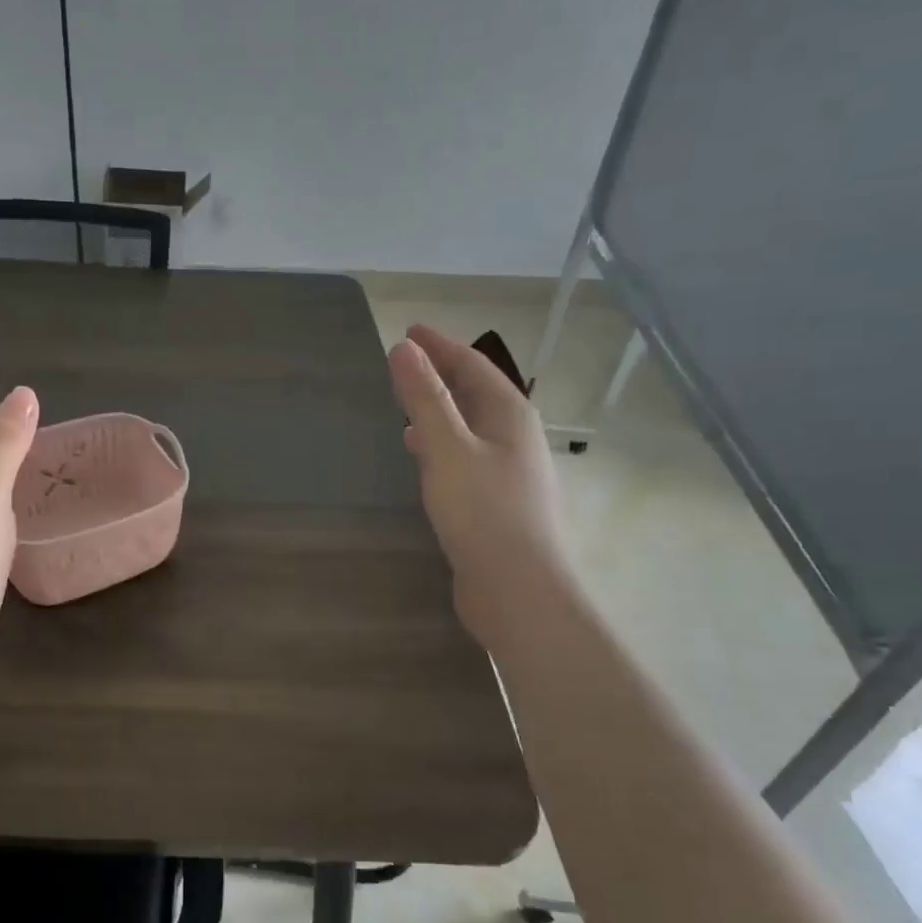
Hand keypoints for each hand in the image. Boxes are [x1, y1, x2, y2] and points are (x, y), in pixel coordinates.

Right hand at [388, 324, 567, 643]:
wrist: (518, 591)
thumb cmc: (483, 513)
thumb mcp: (447, 449)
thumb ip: (425, 398)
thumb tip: (403, 348)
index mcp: (509, 415)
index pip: (472, 364)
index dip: (439, 345)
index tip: (408, 331)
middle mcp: (514, 436)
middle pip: (475, 391)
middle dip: (441, 372)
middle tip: (404, 361)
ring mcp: (509, 470)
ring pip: (470, 424)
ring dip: (440, 407)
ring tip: (406, 402)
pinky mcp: (496, 500)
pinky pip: (465, 453)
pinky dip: (441, 441)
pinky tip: (421, 453)